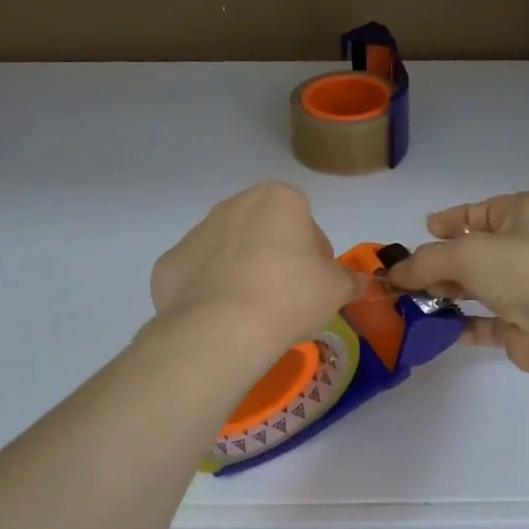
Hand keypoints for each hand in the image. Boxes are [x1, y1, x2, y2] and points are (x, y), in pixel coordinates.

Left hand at [149, 182, 364, 357]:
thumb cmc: (289, 297)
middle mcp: (233, 205)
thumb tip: (359, 283)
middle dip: (275, 256)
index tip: (315, 280)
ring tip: (251, 311)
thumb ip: (349, 280)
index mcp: (277, 199)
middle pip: (264, 229)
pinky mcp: (169, 263)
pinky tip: (220, 318)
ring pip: (228, 249)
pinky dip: (208, 290)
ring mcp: (196, 232)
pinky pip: (198, 274)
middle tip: (286, 296)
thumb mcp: (335, 290)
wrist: (221, 329)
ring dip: (240, 270)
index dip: (314, 251)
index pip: (304, 218)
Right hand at [385, 192, 528, 374]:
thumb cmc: (521, 269)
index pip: (484, 210)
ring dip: (450, 292)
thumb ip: (424, 261)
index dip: (452, 220)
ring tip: (415, 301)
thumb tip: (393, 275)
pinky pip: (489, 320)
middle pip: (480, 250)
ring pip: (483, 285)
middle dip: (443, 262)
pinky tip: (436, 328)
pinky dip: (463, 323)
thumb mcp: (464, 253)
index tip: (425, 230)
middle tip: (410, 274)